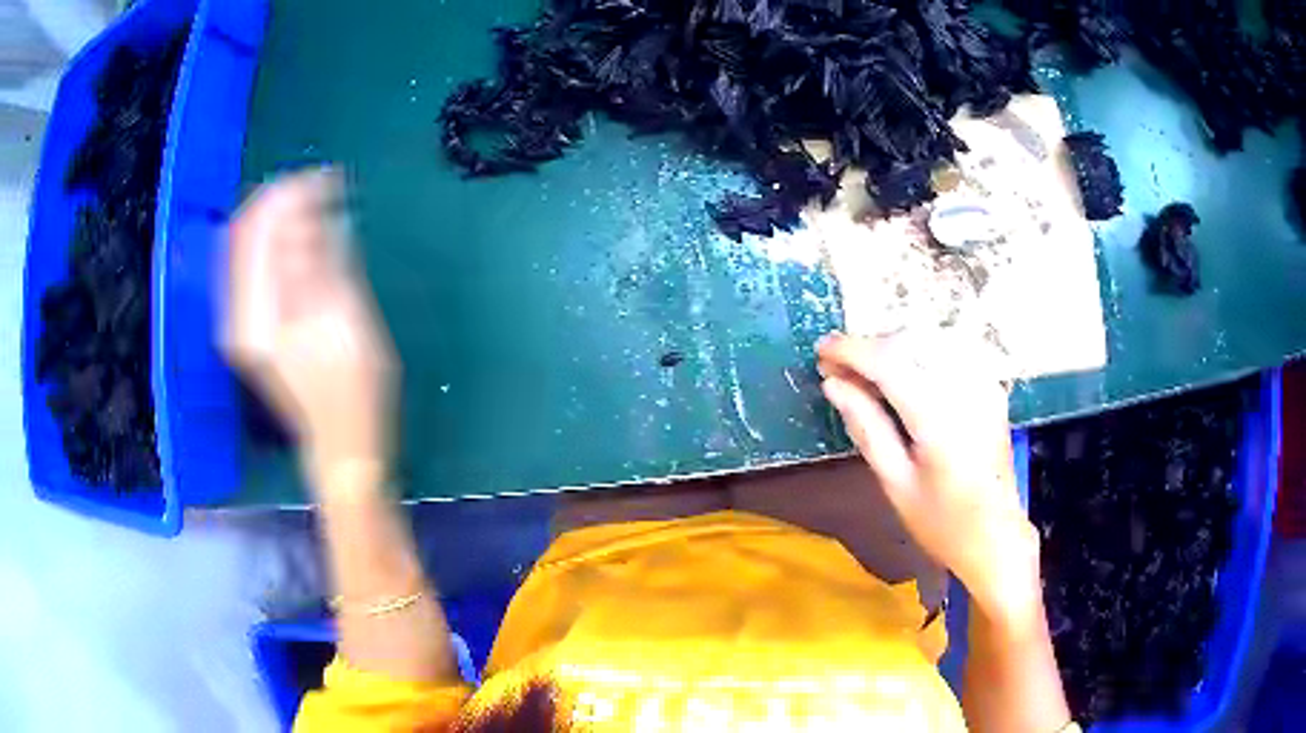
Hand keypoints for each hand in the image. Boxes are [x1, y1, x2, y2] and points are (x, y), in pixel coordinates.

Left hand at [223, 169, 395, 485]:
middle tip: (324, 187)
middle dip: (283, 202)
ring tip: (321, 207)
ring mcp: (242, 322)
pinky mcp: (252, 327)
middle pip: (247, 233)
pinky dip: (279, 245)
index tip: (325, 178)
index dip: (288, 193)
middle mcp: (238, 313)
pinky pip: (255, 269)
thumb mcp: (343, 318)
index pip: (257, 227)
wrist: (340, 442)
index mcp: (256, 312)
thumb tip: (305, 208)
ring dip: (282, 220)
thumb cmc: (352, 388)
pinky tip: (305, 240)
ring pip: (249, 248)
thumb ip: (317, 261)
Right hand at [816, 331, 1039, 618]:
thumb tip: (833, 384)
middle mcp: (966, 389)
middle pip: (910, 342)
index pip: (889, 362)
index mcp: (939, 419)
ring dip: (892, 347)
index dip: (851, 350)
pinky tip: (904, 375)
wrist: (996, 536)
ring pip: (930, 340)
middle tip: (837, 367)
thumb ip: (867, 427)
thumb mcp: (895, 483)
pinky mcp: (991, 387)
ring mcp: (984, 384)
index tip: (822, 351)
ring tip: (866, 372)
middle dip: (869, 346)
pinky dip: (919, 354)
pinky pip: (950, 352)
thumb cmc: (941, 522)